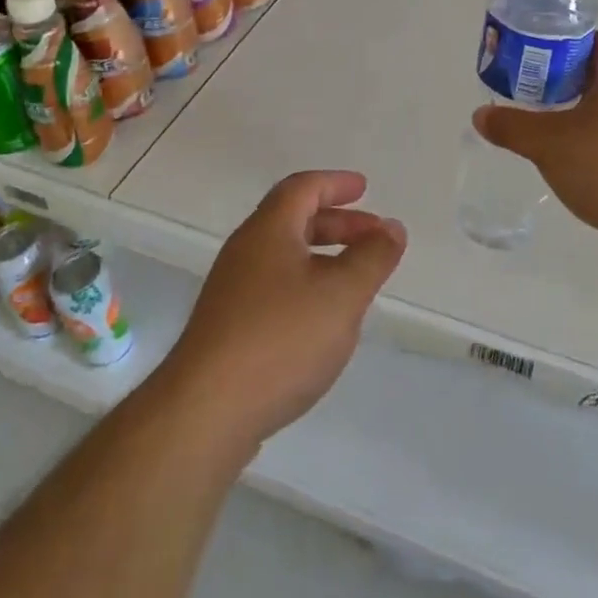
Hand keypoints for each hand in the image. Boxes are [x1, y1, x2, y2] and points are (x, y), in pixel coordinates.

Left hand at [161, 171, 405, 451]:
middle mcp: (245, 252)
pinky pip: (274, 289)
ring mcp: (231, 291)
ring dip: (323, 258)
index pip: (302, 188)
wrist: (206, 413)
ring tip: (356, 281)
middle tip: (373, 237)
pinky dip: (306, 287)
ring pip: (284, 257)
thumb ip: (372, 258)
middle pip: (292, 220)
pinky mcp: (227, 328)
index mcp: (268, 231)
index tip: (364, 189)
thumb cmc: (281, 339)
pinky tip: (322, 321)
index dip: (335, 184)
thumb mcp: (342, 295)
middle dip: (337, 223)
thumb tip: (392, 227)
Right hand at [472, 33, 597, 257]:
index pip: (597, 41)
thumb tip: (480, 115)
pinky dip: (596, 137)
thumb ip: (512, 126)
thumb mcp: (548, 143)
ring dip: (581, 110)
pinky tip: (573, 156)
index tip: (536, 56)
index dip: (566, 43)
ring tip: (547, 123)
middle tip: (533, 89)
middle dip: (567, 78)